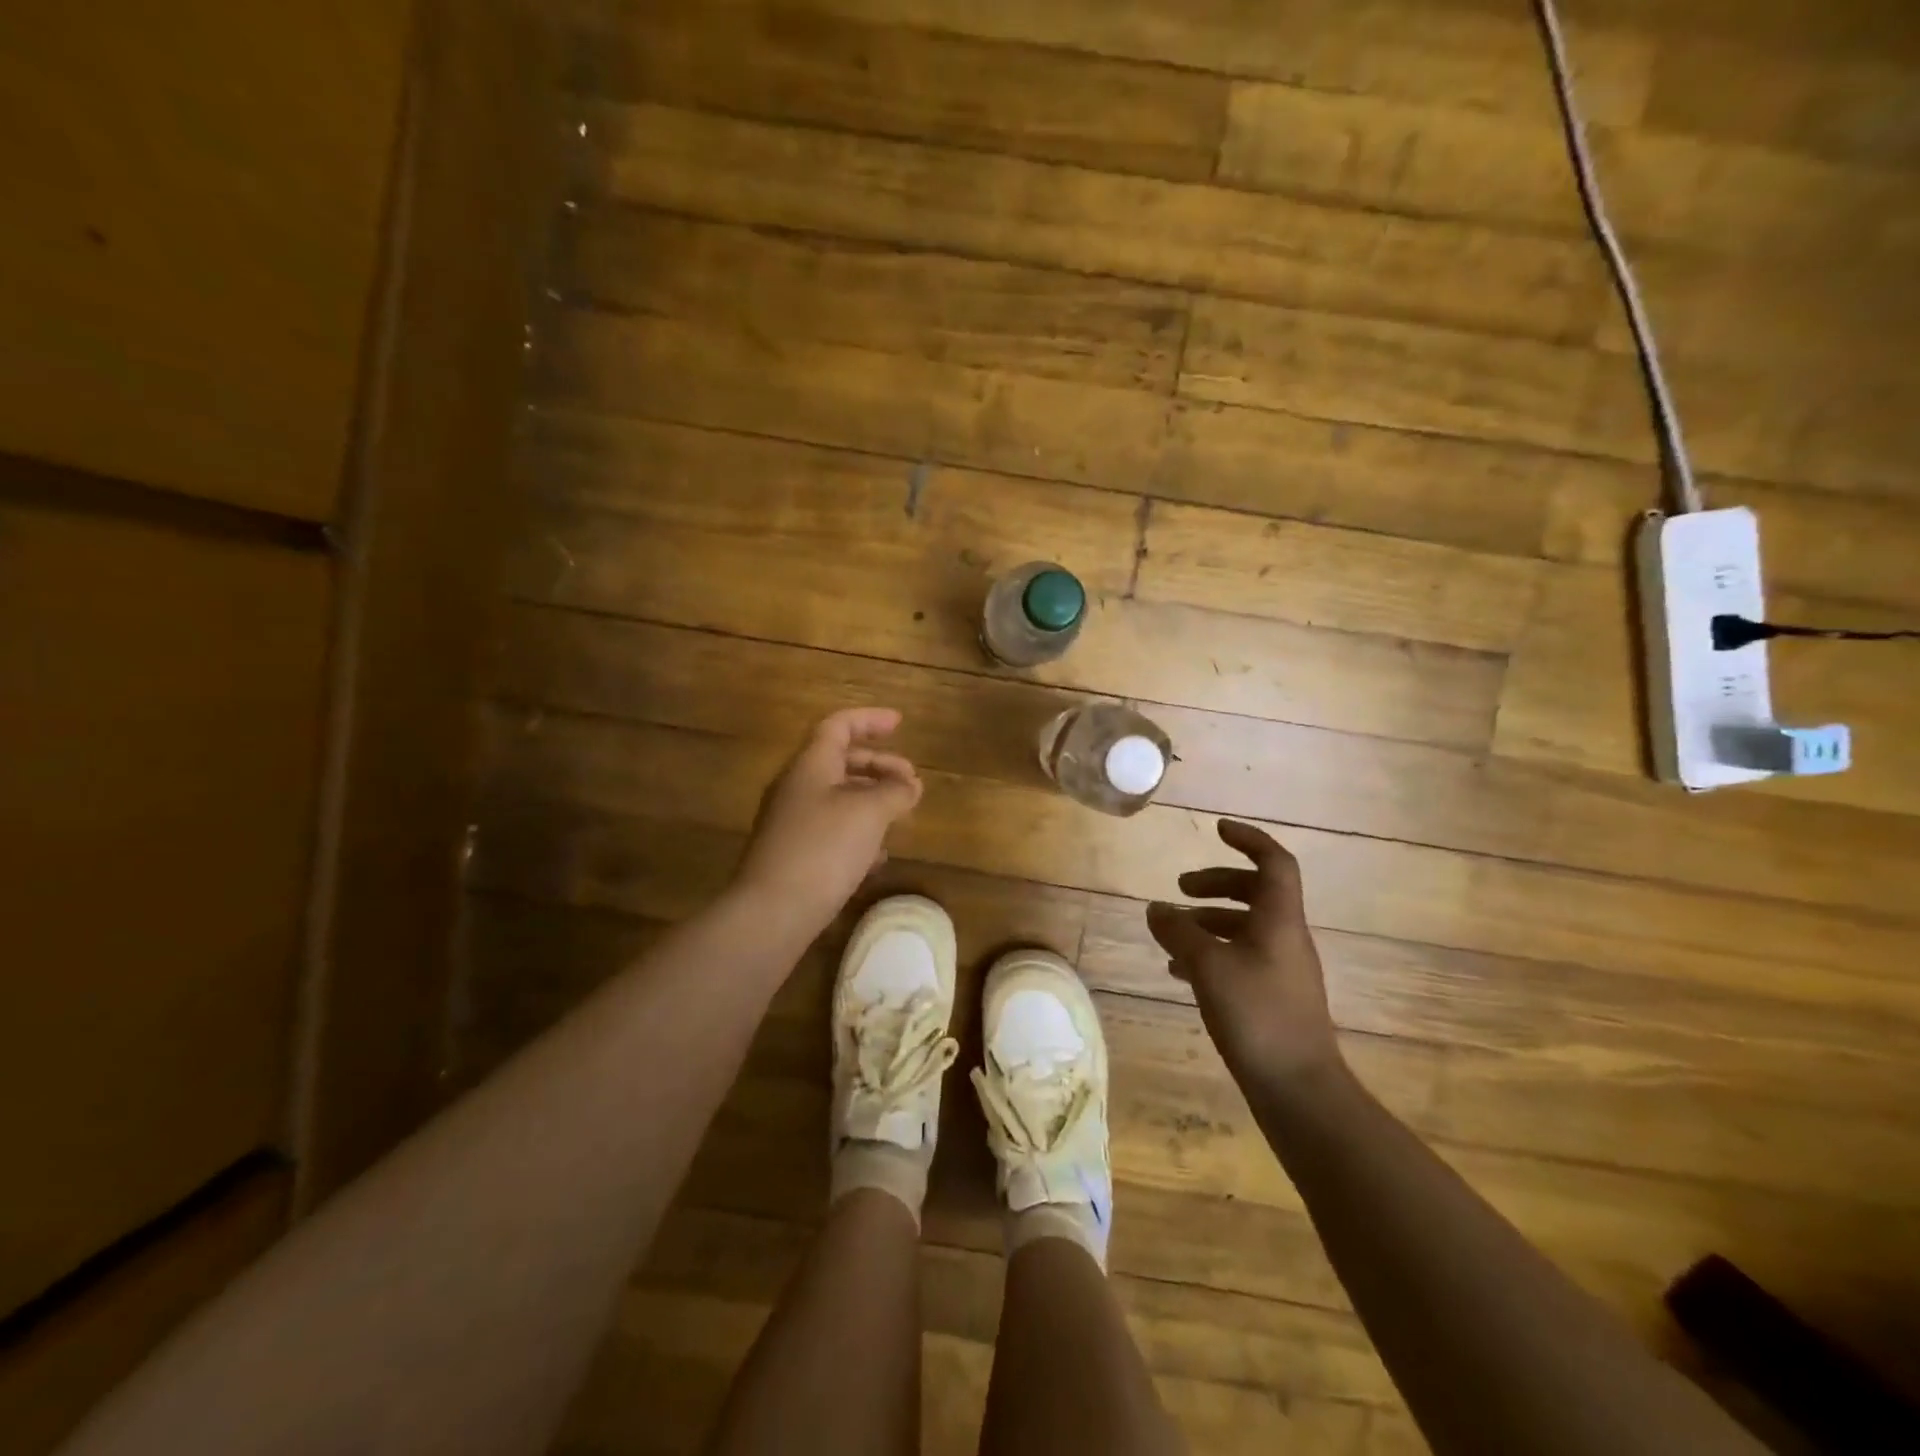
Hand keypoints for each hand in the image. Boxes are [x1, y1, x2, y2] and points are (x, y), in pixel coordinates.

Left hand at [732, 708, 923, 936]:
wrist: (772, 911)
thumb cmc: (823, 848)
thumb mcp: (869, 812)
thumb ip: (894, 791)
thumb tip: (910, 785)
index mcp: (810, 765)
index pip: (838, 726)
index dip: (869, 720)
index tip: (900, 723)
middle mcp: (796, 787)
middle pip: (840, 761)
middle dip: (879, 765)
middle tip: (911, 780)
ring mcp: (791, 823)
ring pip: (837, 797)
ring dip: (871, 799)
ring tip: (900, 815)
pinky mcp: (793, 855)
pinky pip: (831, 830)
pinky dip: (858, 831)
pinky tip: (877, 856)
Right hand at [1147, 820, 1341, 1086]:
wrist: (1298, 1089)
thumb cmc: (1256, 1016)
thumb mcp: (1207, 966)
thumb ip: (1178, 932)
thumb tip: (1156, 908)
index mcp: (1279, 920)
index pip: (1274, 862)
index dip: (1249, 839)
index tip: (1217, 829)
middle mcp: (1285, 938)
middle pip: (1256, 892)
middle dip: (1217, 883)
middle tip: (1181, 888)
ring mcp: (1281, 970)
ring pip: (1244, 927)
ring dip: (1209, 921)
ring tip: (1170, 933)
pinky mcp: (1272, 998)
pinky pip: (1239, 958)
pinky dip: (1210, 953)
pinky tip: (1179, 971)